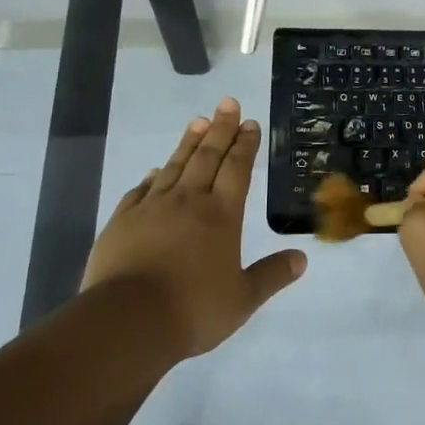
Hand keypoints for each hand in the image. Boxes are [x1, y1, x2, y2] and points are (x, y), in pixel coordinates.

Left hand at [83, 98, 305, 357]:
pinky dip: (152, 177)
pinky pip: (141, 190)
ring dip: (189, 142)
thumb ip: (272, 275)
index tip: (250, 123)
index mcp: (221, 215)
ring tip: (198, 121)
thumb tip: (302, 258)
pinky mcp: (122, 221)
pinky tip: (155, 171)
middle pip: (207, 157)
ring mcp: (152, 208)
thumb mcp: (243, 299)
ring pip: (174, 166)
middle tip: (228, 103)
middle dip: (221, 129)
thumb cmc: (193, 310)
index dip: (245, 145)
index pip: (237, 169)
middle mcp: (188, 201)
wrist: (126, 322)